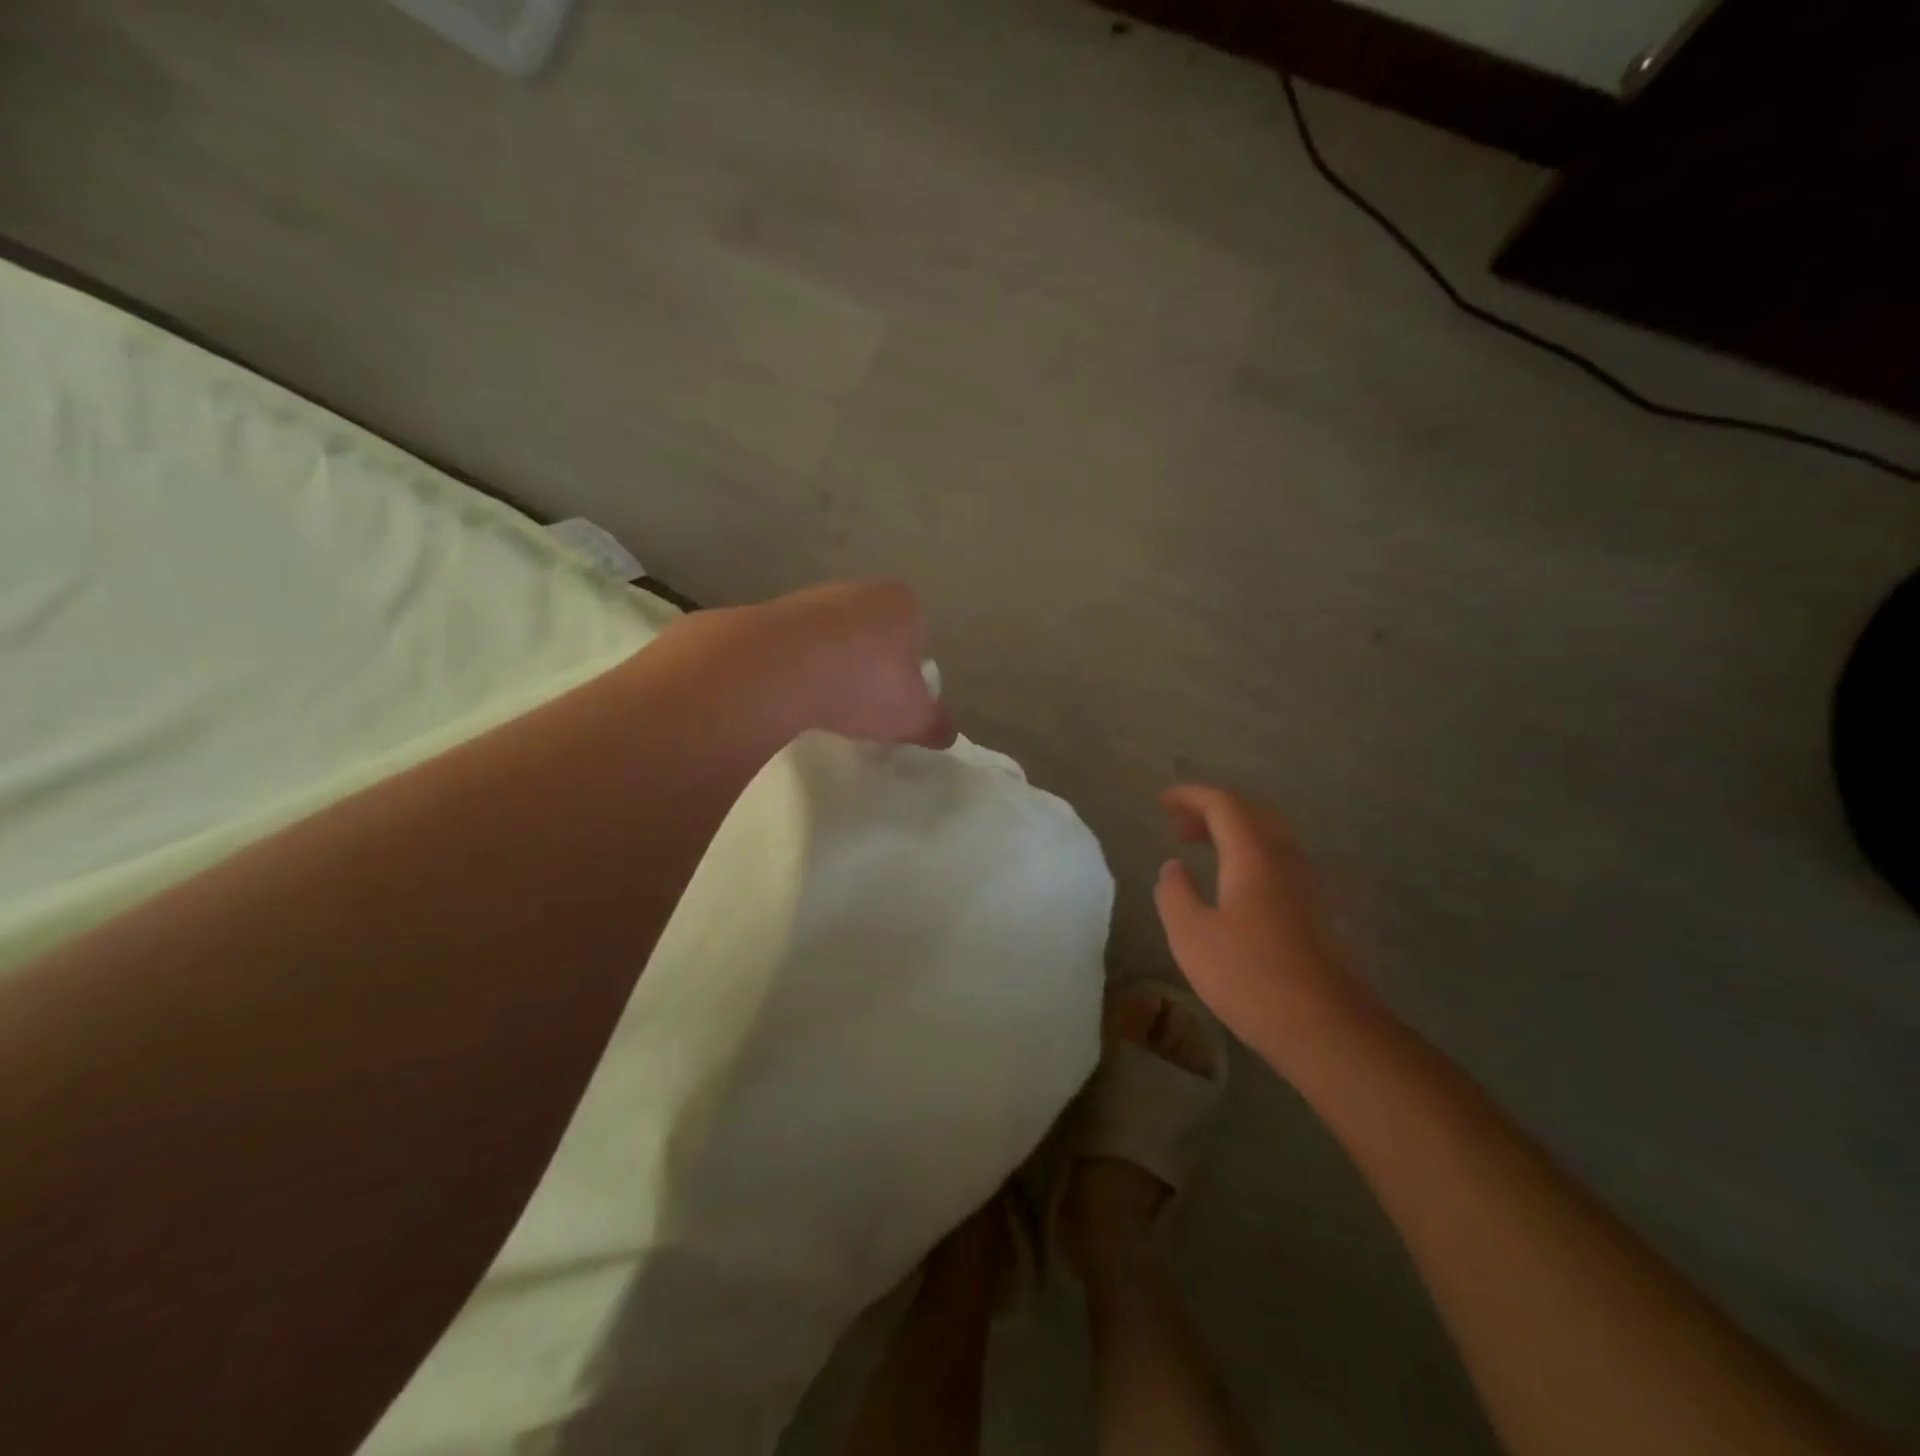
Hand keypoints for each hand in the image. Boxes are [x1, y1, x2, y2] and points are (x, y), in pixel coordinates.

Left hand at [654, 582, 954, 749]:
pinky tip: (793, 697)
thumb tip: (948, 733)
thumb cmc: (863, 685)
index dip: (911, 666)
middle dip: (870, 662)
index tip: (898, 698)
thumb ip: (934, 723)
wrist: (776, 670)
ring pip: (831, 636)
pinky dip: (796, 668)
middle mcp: (858, 590)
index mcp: (901, 603)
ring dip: (830, 664)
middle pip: (872, 630)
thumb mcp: (911, 717)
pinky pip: (793, 646)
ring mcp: (810, 598)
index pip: (918, 630)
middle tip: (865, 703)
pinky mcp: (769, 614)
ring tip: (825, 704)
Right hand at [1154, 786, 1358, 1065]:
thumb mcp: (1191, 935)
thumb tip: (1174, 867)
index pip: (1223, 804)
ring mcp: (1309, 885)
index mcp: (1253, 856)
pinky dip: (1251, 856)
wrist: (1326, 1027)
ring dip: (1234, 833)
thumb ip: (1175, 893)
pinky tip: (1235, 887)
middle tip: (1179, 825)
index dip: (1190, 796)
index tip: (1162, 802)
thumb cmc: (1250, 977)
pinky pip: (1281, 862)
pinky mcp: (1319, 911)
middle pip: (1252, 813)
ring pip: (1271, 837)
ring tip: (1202, 850)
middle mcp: (1286, 859)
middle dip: (1213, 810)